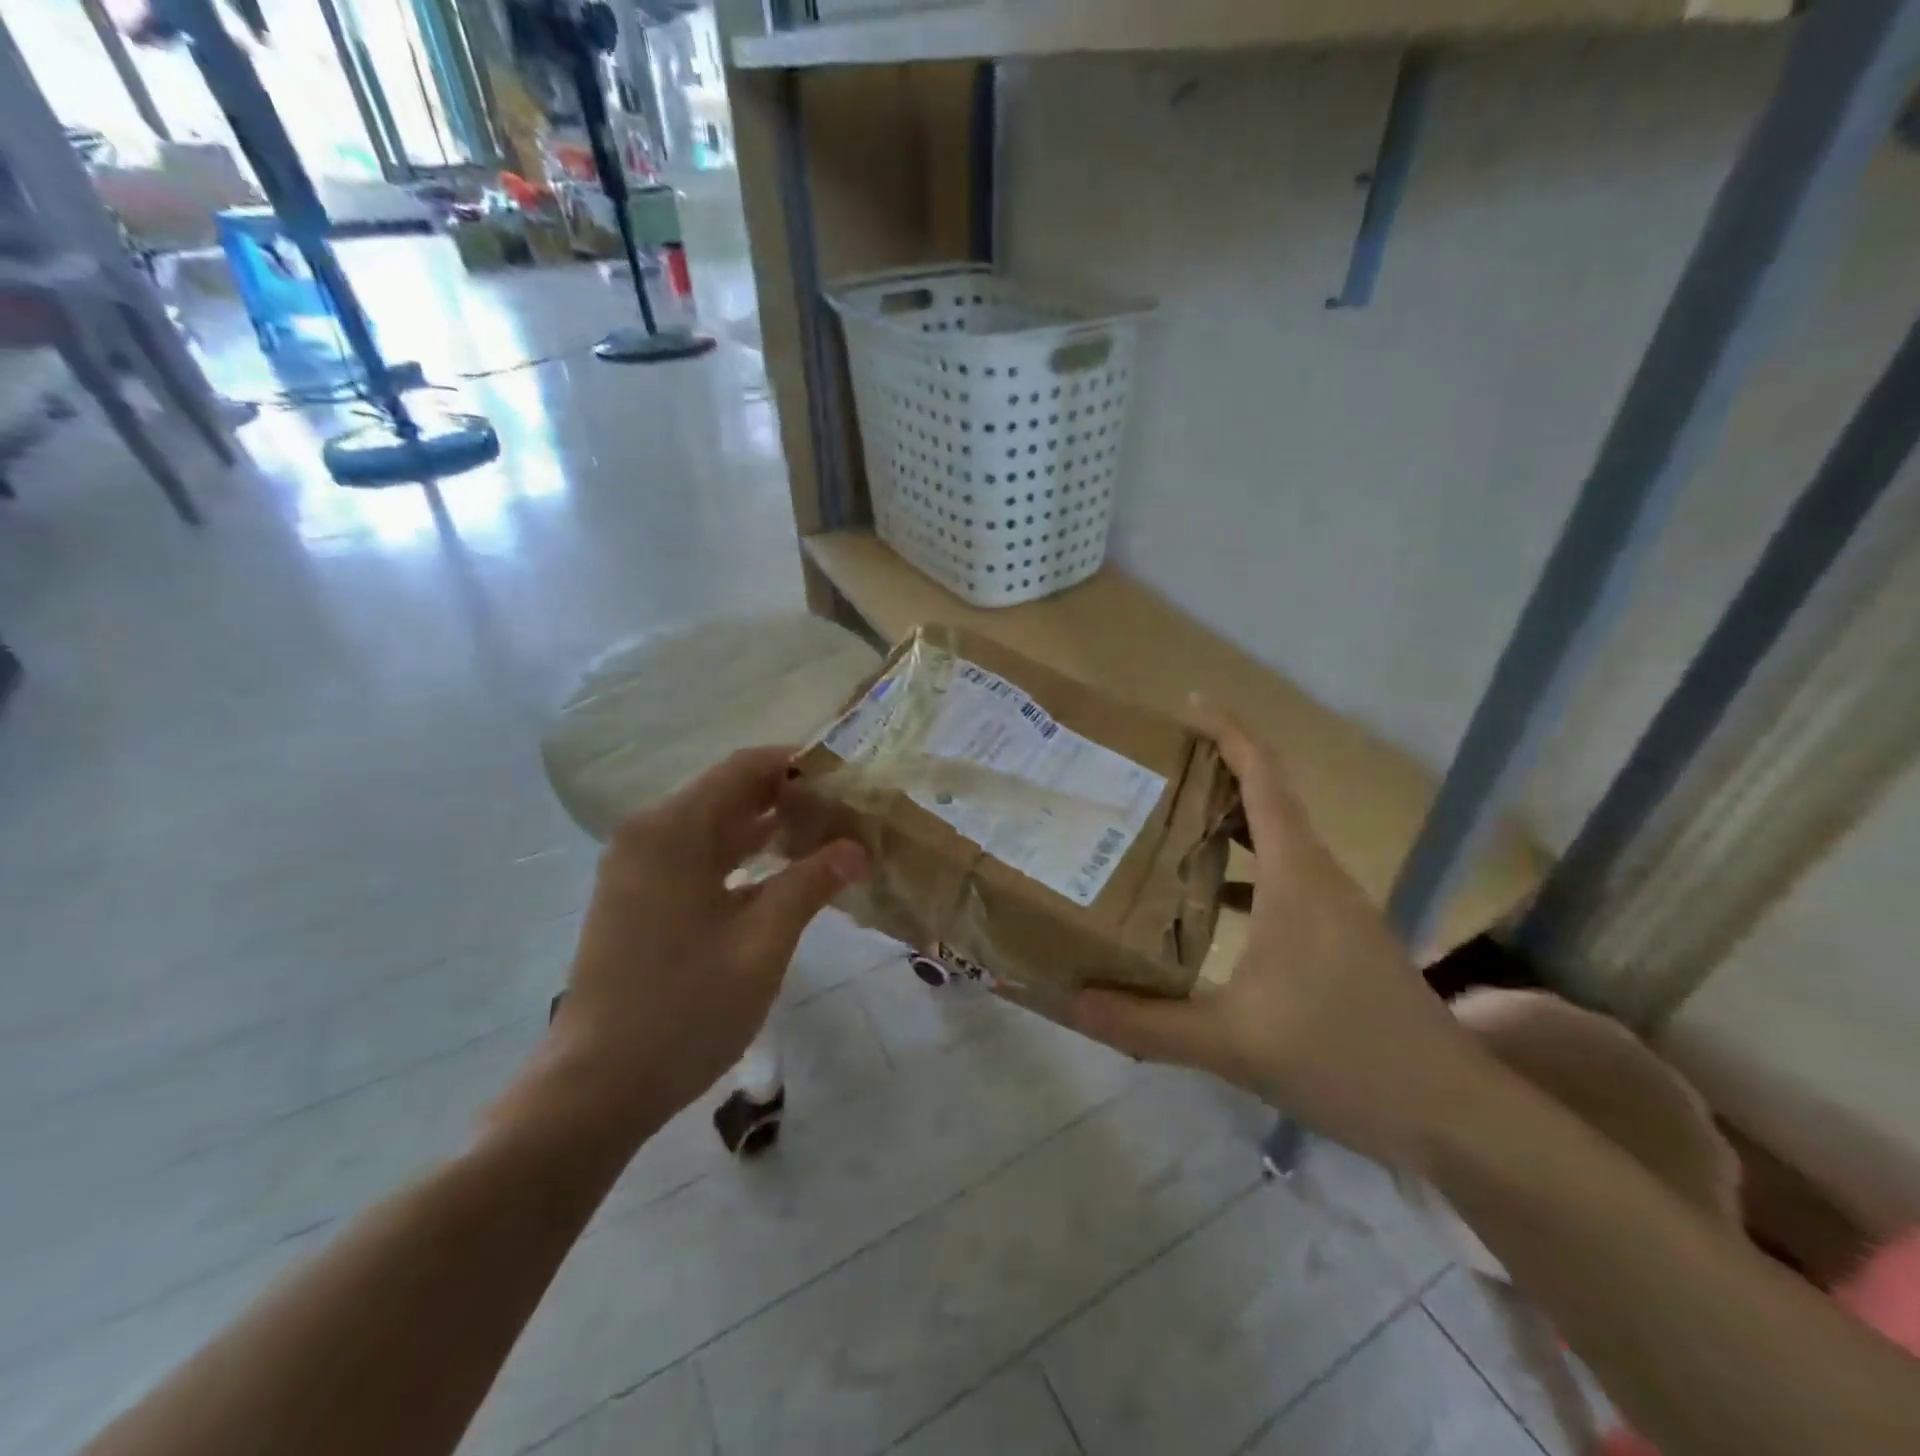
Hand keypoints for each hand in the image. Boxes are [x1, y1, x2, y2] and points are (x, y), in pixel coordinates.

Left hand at [511, 748, 867, 1146]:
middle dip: (789, 798)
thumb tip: (857, 848)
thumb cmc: (685, 1008)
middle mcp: (649, 834)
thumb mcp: (762, 943)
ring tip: (827, 837)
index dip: (798, 765)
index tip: (848, 777)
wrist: (596, 1087)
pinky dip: (741, 857)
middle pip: (728, 792)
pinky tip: (782, 872)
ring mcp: (637, 866)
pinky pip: (698, 856)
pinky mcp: (637, 897)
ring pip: (714, 826)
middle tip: (848, 813)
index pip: (744, 767)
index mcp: (672, 830)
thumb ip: (810, 884)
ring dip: (767, 828)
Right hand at [1061, 701, 1485, 1167]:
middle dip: (1214, 774)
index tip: (1188, 705)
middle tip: (1150, 772)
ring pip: (1276, 842)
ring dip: (1227, 824)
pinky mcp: (1340, 938)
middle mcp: (1318, 877)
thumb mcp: (1233, 1044)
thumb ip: (1145, 1024)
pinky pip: (1284, 879)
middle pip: (1266, 800)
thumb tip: (1069, 1002)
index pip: (1263, 778)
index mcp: (1296, 877)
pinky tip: (1207, 904)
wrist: (1452, 1115)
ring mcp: (1335, 908)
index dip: (1229, 732)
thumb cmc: (1345, 1058)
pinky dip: (1244, 871)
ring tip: (1165, 825)